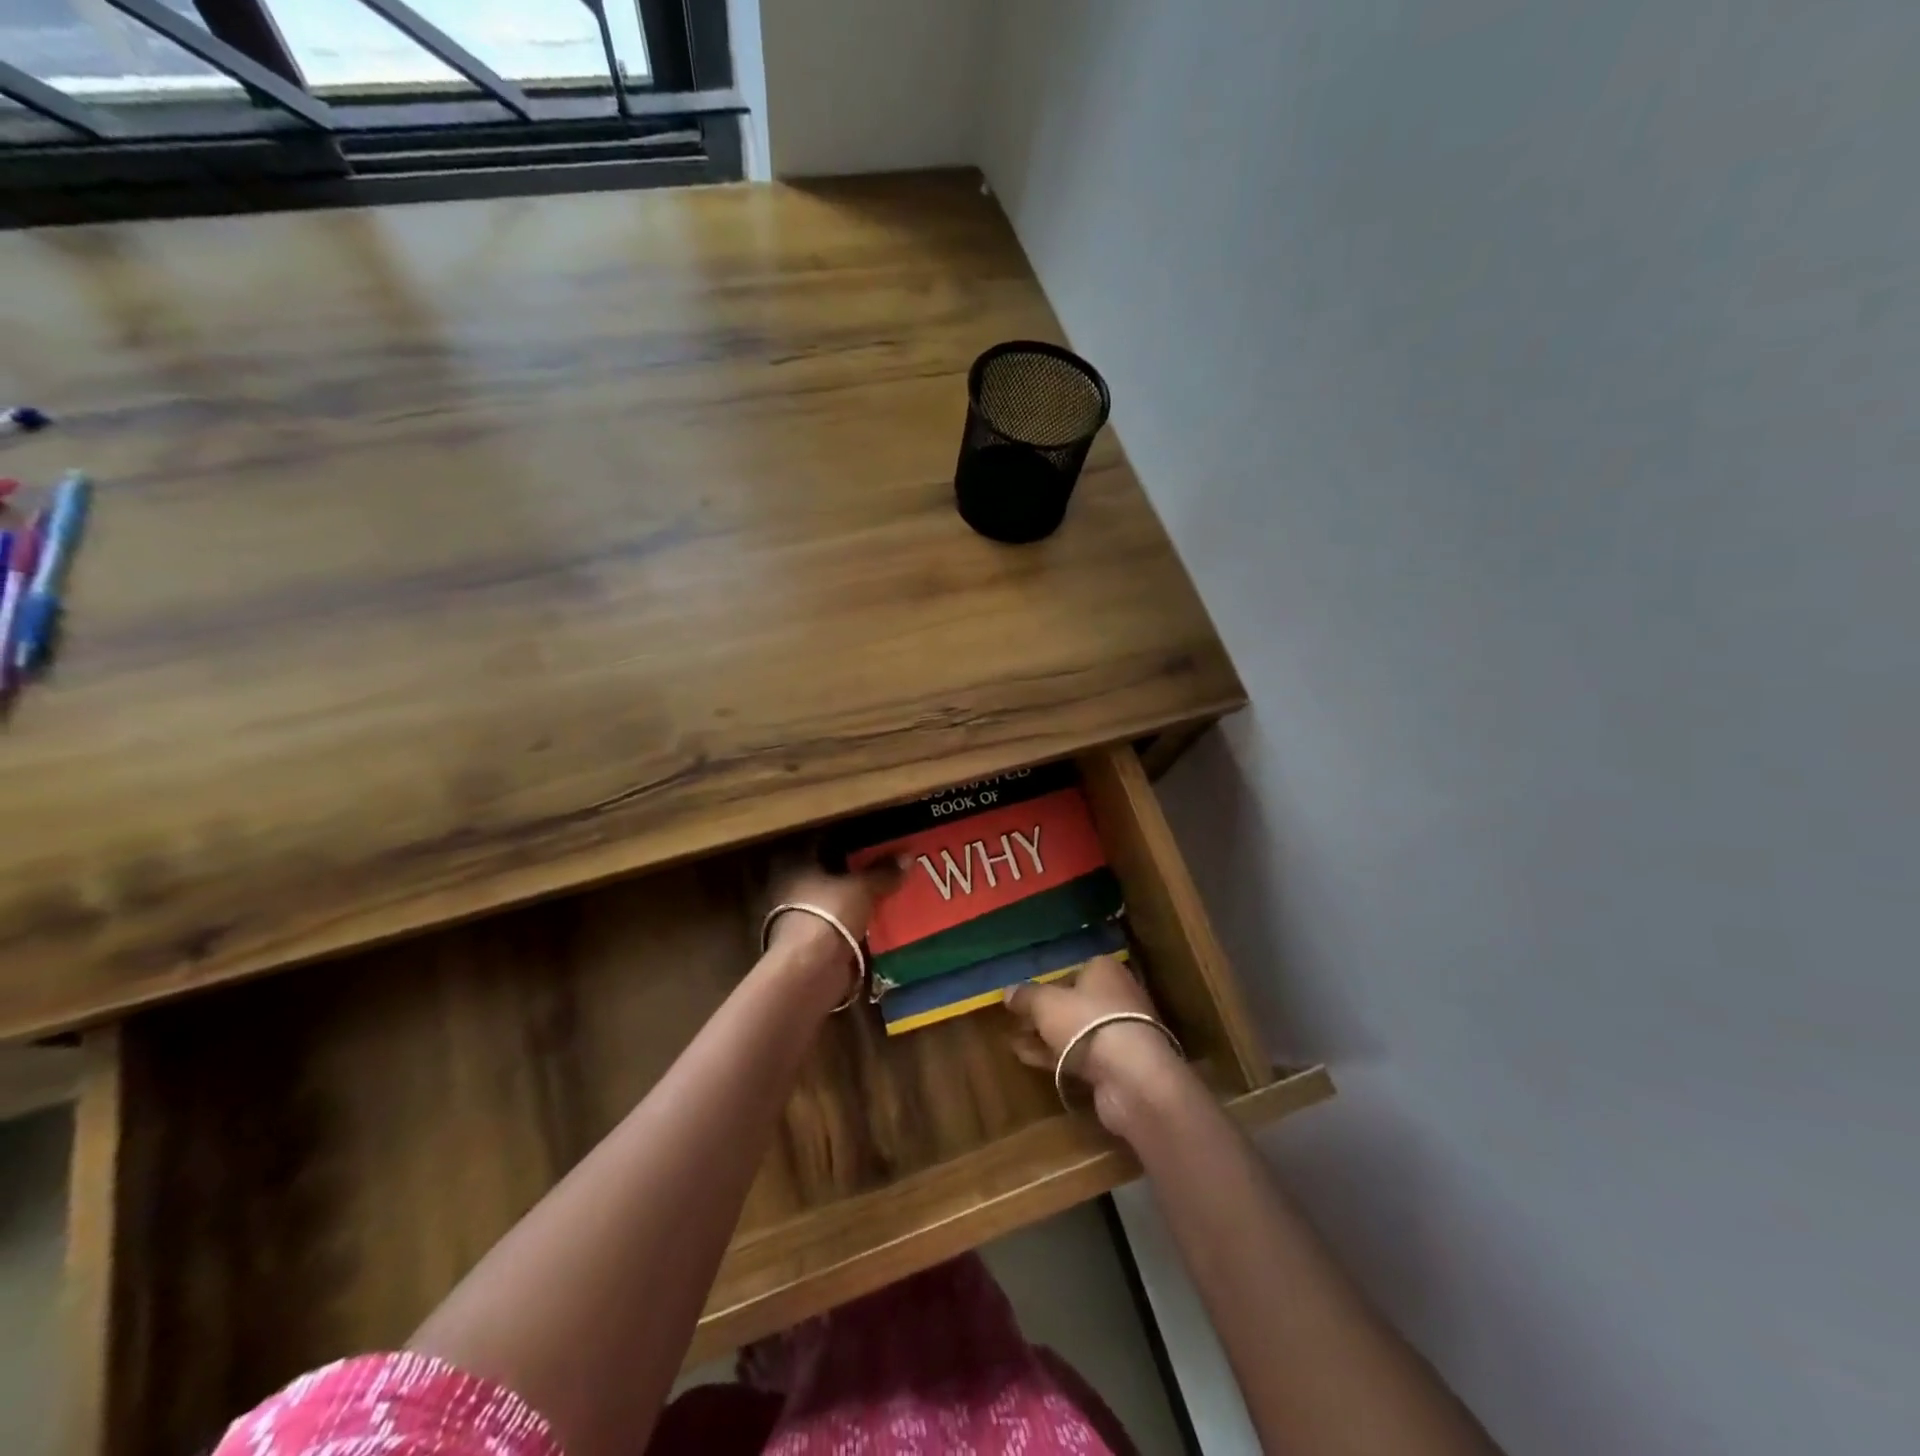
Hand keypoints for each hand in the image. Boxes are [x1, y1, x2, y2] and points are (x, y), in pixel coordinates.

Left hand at [763, 851, 906, 997]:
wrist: (810, 970)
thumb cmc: (828, 914)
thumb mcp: (862, 887)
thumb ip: (883, 872)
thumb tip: (907, 856)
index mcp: (794, 865)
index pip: (821, 844)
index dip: (847, 843)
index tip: (873, 842)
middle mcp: (791, 889)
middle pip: (829, 875)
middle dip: (855, 875)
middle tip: (887, 868)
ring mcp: (799, 919)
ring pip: (835, 903)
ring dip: (857, 903)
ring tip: (890, 895)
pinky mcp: (812, 945)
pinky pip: (840, 928)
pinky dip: (857, 927)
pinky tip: (881, 923)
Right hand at [1005, 956, 1188, 1134]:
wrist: (1130, 1075)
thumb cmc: (1087, 1022)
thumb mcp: (1045, 1003)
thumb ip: (1026, 995)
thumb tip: (1008, 991)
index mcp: (1104, 970)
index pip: (1072, 970)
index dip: (1046, 982)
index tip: (1023, 995)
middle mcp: (1116, 995)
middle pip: (1074, 1001)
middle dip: (1044, 1012)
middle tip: (1015, 1019)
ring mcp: (1119, 1032)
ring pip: (1075, 1030)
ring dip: (1046, 1035)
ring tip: (1013, 1040)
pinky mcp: (1117, 1064)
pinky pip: (1079, 1054)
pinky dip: (1055, 1055)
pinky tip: (1027, 1057)